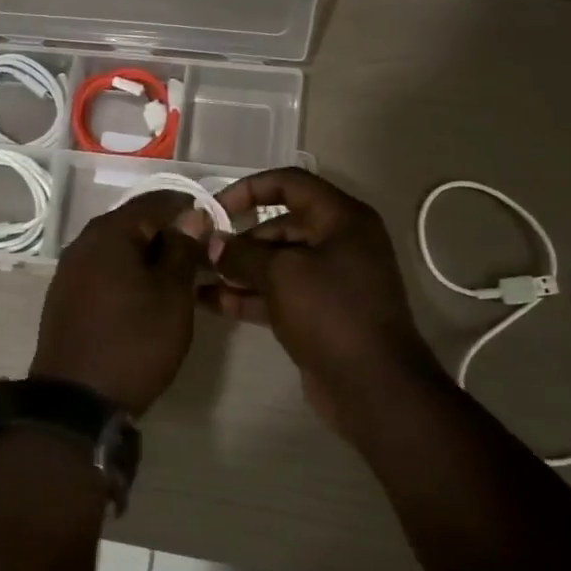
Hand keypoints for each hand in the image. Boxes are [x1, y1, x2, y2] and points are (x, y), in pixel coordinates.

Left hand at [31, 191, 207, 416]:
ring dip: (148, 255)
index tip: (216, 231)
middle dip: (169, 234)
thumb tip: (191, 216)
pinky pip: (104, 269)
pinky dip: (128, 273)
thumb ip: (183, 248)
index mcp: (110, 231)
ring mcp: (70, 269)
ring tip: (178, 279)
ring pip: (119, 247)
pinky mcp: (66, 295)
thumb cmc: (134, 341)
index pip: (157, 200)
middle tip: (200, 258)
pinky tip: (145, 297)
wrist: (77, 401)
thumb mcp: (172, 294)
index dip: (190, 210)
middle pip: (134, 222)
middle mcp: (84, 241)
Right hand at [204, 169, 440, 439]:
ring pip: (276, 263)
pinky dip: (248, 295)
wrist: (373, 386)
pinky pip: (278, 294)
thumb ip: (243, 253)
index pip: (290, 184)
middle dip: (239, 237)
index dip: (250, 189)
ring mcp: (329, 280)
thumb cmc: (331, 313)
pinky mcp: (318, 313)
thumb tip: (213, 243)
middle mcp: (338, 243)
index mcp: (342, 219)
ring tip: (197, 276)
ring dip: (238, 269)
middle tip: (201, 251)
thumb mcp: (282, 274)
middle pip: (280, 226)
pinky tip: (211, 302)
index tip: (216, 208)